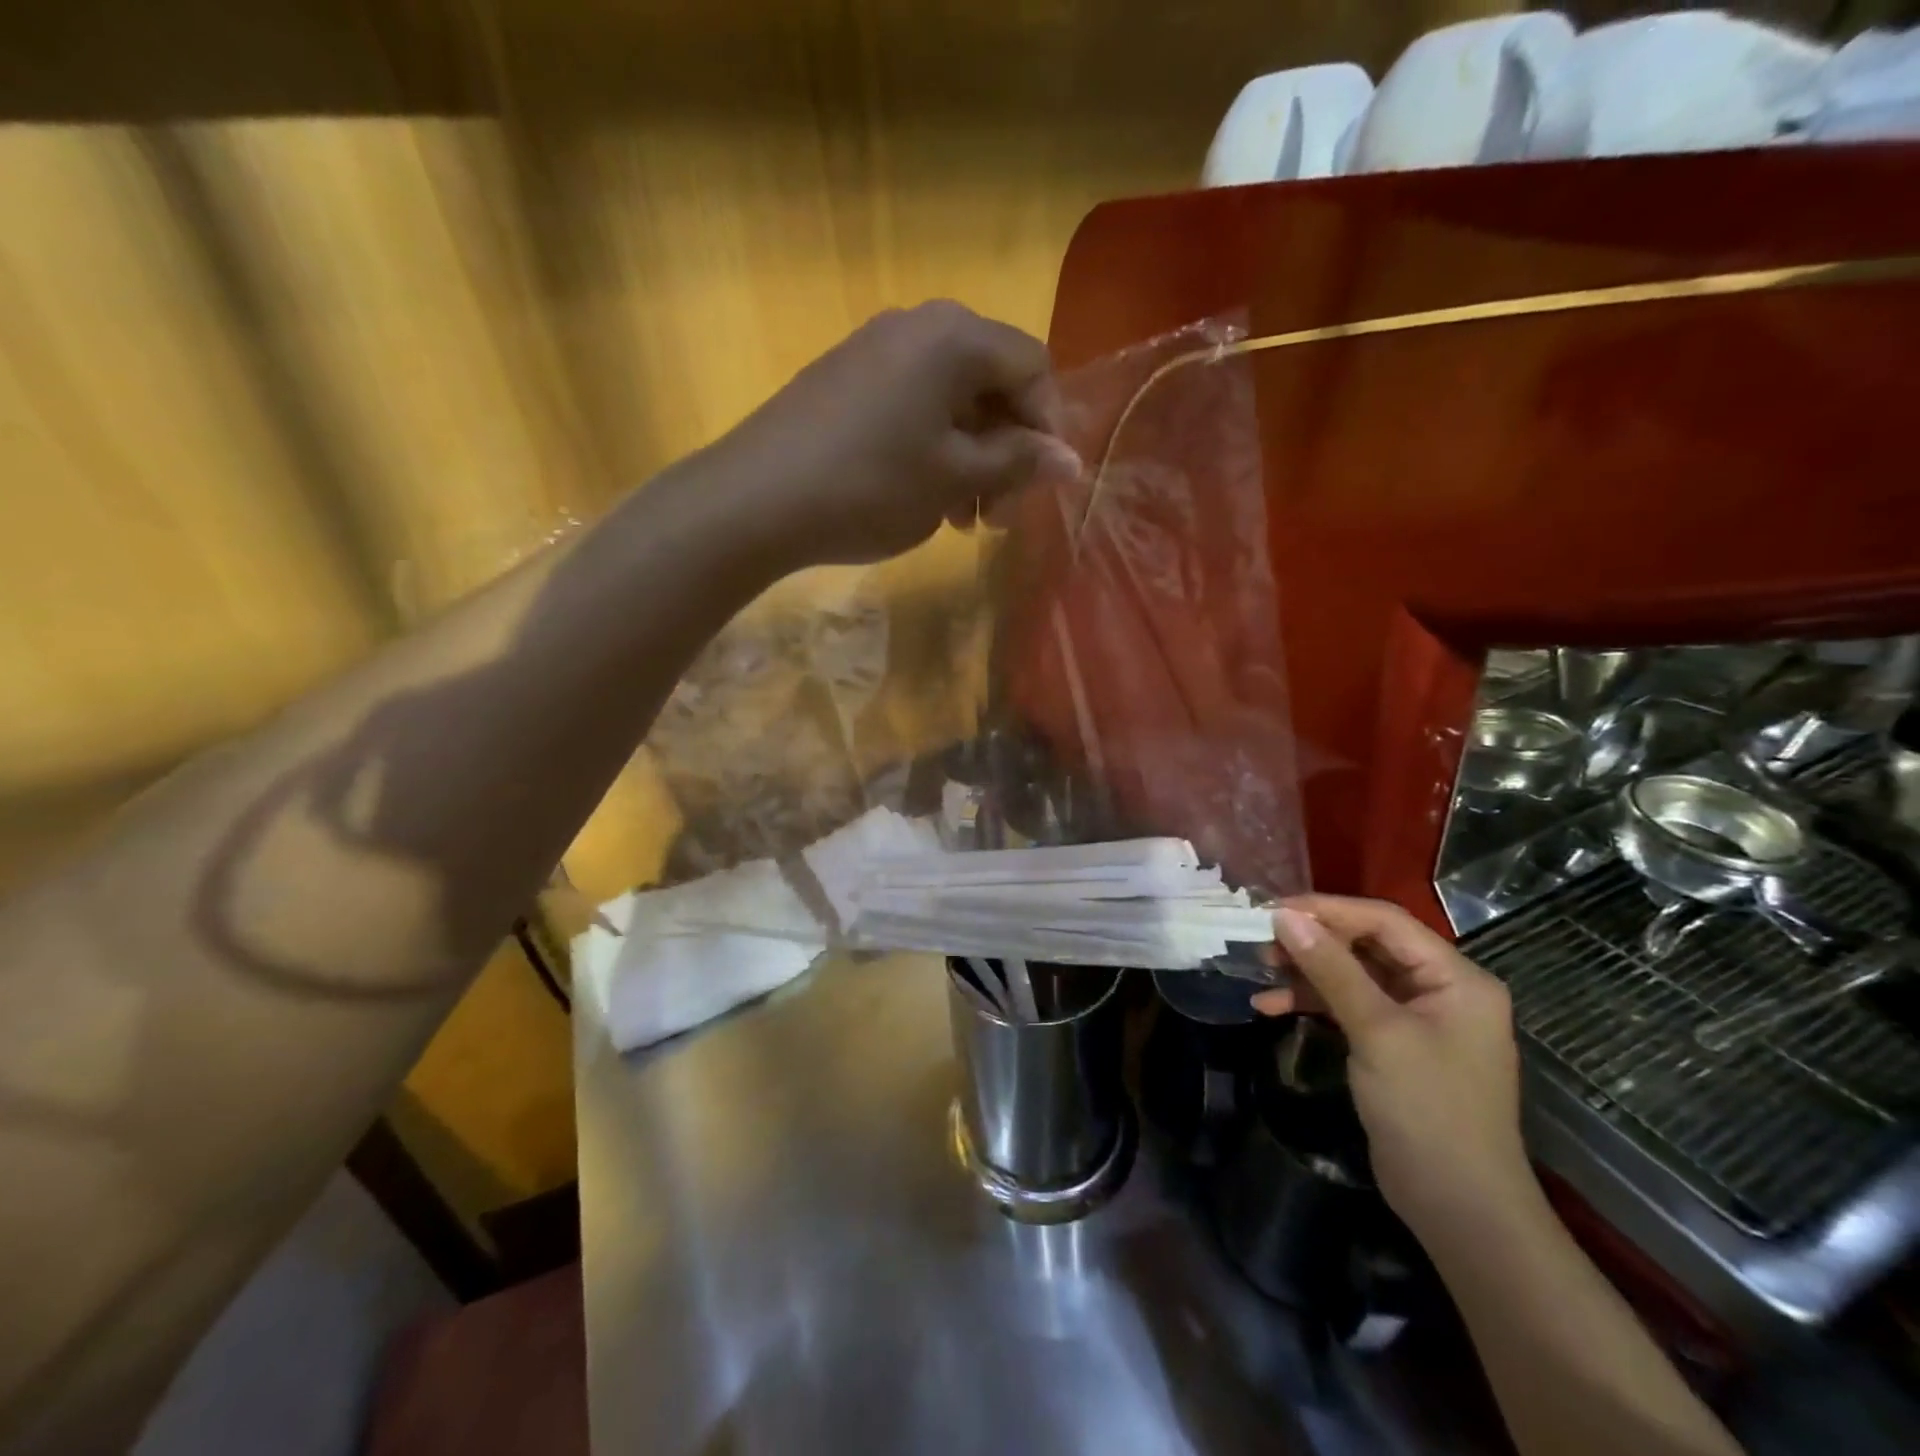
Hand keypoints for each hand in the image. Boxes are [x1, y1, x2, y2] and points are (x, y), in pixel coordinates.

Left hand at [712, 301, 1080, 569]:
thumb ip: (1018, 461)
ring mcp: (875, 349)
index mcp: (955, 337)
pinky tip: (925, 498)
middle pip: (991, 383)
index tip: (1042, 486)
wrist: (757, 499)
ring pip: (950, 401)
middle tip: (999, 515)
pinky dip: (932, 450)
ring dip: (971, 459)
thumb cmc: (872, 485)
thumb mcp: (955, 478)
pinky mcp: (845, 379)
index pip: (1032, 367)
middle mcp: (918, 326)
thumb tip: (1069, 460)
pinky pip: (911, 407)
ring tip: (962, 519)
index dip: (1049, 427)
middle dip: (1007, 451)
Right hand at [1251, 895, 1532, 1236]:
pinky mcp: (1393, 1046)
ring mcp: (1416, 1020)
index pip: (1385, 922)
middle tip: (1261, 941)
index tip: (1273, 909)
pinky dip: (1312, 1003)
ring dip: (1306, 972)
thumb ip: (1331, 969)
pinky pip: (1348, 1007)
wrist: (1460, 1210)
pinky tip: (1270, 1007)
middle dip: (1313, 941)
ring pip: (1352, 975)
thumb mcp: (1377, 1032)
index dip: (1328, 909)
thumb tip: (1285, 916)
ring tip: (1259, 971)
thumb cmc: (1428, 1110)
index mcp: (1456, 978)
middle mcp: (1440, 990)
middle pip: (1367, 945)